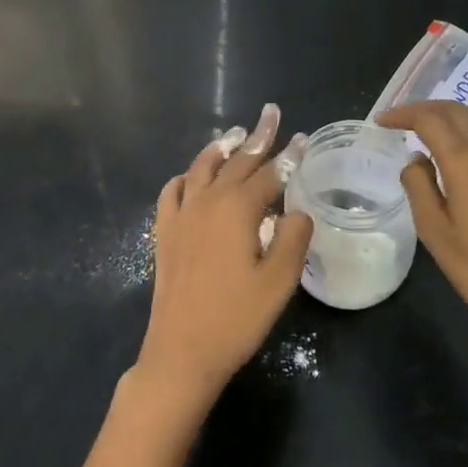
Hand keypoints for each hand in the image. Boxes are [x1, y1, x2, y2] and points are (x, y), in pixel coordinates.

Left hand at [138, 104, 312, 406]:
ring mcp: (182, 215)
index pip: (270, 173)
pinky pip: (173, 191)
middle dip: (258, 137)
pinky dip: (186, 176)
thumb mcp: (279, 282)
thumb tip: (296, 212)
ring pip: (203, 168)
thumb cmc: (236, 319)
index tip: (303, 138)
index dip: (289, 156)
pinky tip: (191, 176)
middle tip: (270, 114)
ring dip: (222, 148)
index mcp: (238, 209)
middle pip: (237, 161)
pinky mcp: (165, 232)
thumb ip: (293, 238)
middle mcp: (208, 202)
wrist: (181, 352)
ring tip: (236, 134)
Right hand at [376, 101, 467, 345]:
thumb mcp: (434, 231)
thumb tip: (416, 160)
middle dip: (425, 108)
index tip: (380, 122)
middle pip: (456, 110)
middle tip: (399, 120)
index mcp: (465, 161)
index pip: (430, 120)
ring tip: (427, 128)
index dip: (403, 115)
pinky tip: (457, 152)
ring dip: (450, 113)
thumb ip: (419, 186)